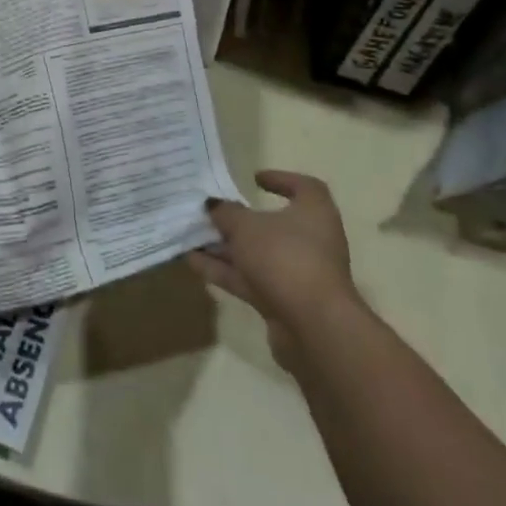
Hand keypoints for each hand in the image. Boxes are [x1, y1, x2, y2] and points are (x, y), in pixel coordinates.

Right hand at [189, 171, 356, 374]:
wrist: (312, 325)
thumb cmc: (284, 257)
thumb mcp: (246, 226)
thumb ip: (226, 212)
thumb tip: (214, 205)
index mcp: (314, 212)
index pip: (304, 187)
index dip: (280, 179)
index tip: (253, 179)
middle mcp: (311, 240)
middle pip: (272, 224)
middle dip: (239, 220)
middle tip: (210, 212)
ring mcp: (298, 272)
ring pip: (257, 254)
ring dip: (226, 247)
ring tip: (191, 237)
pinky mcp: (285, 300)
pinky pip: (250, 279)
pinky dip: (225, 270)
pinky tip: (193, 262)